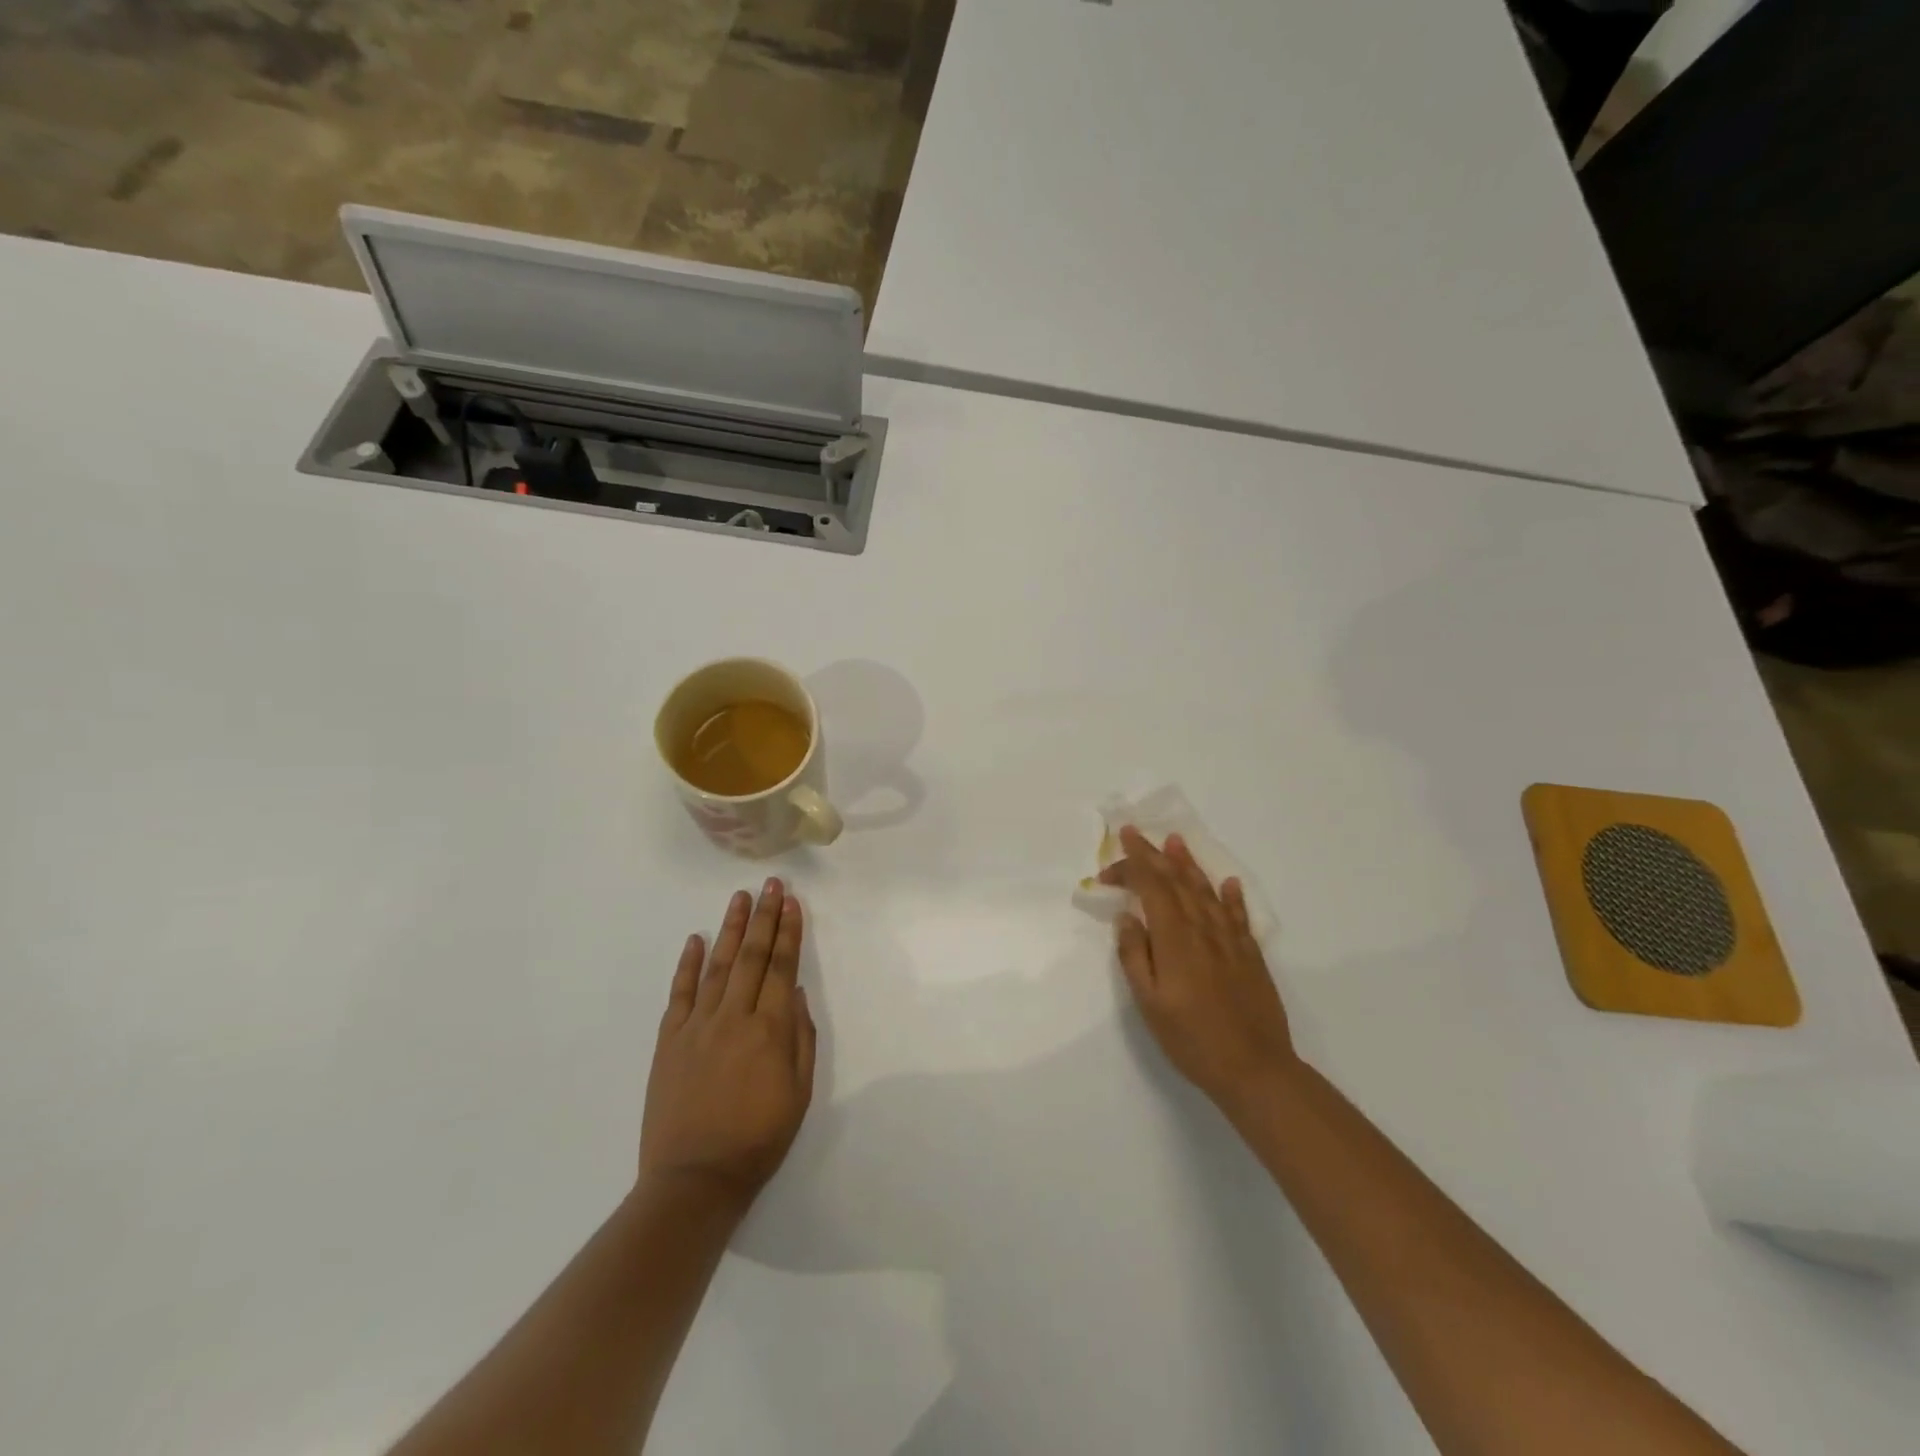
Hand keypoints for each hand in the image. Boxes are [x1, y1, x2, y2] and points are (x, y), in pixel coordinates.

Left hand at [640, 879, 816, 1209]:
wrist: (695, 1179)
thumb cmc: (758, 1139)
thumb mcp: (799, 1094)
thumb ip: (801, 1039)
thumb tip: (796, 994)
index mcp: (769, 1030)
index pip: (782, 967)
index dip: (789, 932)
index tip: (793, 903)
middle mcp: (733, 1017)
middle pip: (752, 956)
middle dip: (764, 917)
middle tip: (771, 885)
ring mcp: (697, 1026)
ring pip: (718, 966)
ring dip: (731, 929)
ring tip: (740, 898)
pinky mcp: (669, 1041)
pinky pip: (680, 994)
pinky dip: (688, 964)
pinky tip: (695, 940)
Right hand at [1101, 827, 1297, 1119]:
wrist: (1255, 1069)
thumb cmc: (1192, 1039)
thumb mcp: (1149, 1003)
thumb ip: (1135, 956)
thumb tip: (1127, 918)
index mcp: (1175, 938)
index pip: (1150, 888)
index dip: (1128, 871)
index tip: (1106, 872)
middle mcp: (1203, 929)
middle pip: (1176, 881)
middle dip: (1153, 854)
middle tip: (1135, 832)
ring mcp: (1230, 940)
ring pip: (1206, 891)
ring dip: (1188, 864)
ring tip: (1176, 841)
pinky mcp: (1250, 955)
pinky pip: (1239, 915)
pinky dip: (1231, 895)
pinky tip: (1228, 883)